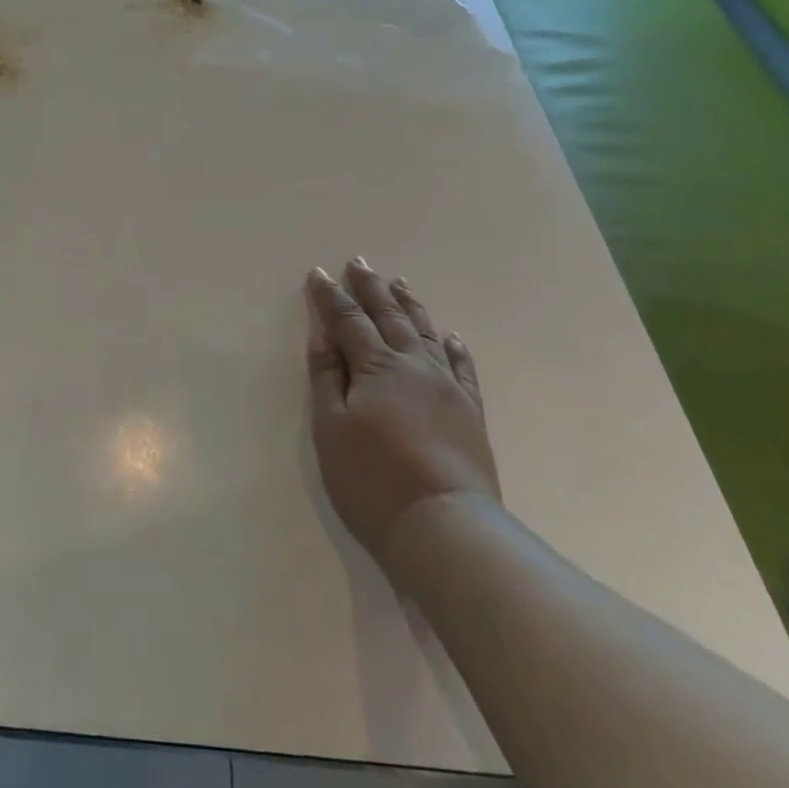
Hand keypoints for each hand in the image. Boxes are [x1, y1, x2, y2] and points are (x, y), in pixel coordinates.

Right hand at [305, 259, 497, 569]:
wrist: (443, 525)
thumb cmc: (372, 478)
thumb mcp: (331, 428)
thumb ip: (327, 377)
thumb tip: (324, 336)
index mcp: (375, 367)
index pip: (348, 321)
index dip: (331, 296)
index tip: (318, 273)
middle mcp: (413, 366)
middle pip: (388, 317)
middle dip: (371, 288)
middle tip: (360, 262)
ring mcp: (447, 387)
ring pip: (425, 334)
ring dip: (409, 306)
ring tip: (399, 283)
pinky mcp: (470, 411)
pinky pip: (462, 368)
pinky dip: (453, 347)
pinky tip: (450, 336)